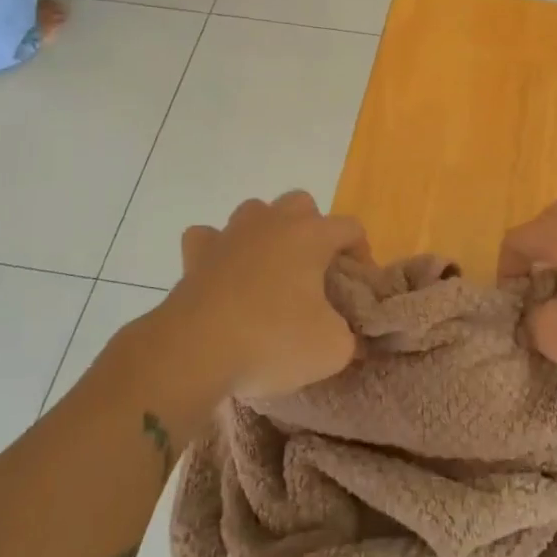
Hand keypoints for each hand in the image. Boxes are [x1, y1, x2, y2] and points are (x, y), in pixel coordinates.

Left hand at [160, 192, 364, 400]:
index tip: (357, 287)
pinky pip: (210, 237)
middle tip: (314, 272)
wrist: (194, 351)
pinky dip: (219, 250)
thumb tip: (347, 334)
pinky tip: (223, 273)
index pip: (350, 228)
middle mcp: (272, 222)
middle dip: (313, 230)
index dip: (362, 253)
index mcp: (311, 235)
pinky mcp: (196, 253)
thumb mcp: (332, 349)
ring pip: (256, 212)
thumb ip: (349, 335)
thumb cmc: (272, 341)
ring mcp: (231, 233)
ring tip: (270, 270)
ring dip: (267, 233)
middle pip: (302, 205)